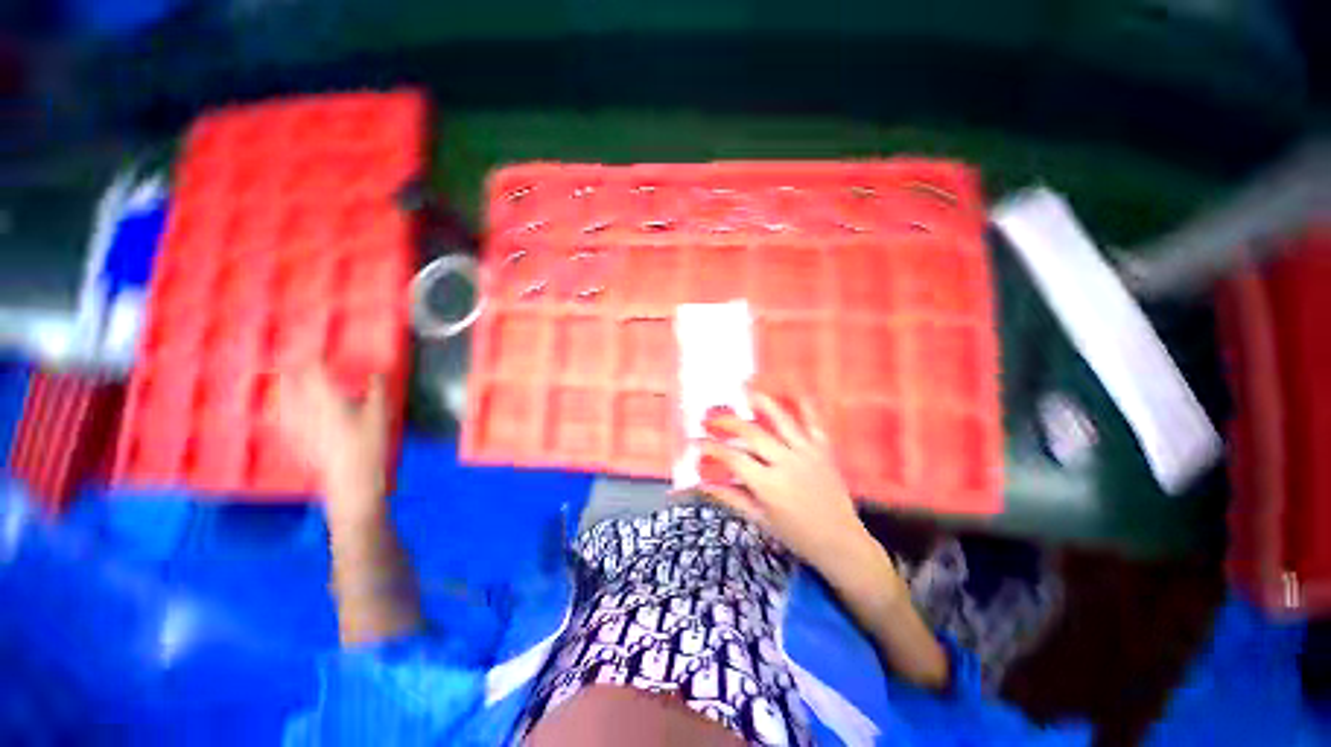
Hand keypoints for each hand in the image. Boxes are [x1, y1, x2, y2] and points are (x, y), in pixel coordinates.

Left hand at [269, 362, 389, 528]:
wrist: (350, 481)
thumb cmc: (368, 445)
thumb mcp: (380, 415)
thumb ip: (377, 391)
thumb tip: (377, 373)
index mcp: (326, 399)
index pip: (312, 371)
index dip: (311, 356)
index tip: (314, 347)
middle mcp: (305, 408)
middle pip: (291, 382)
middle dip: (292, 368)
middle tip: (296, 359)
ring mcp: (296, 425)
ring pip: (283, 398)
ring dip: (284, 385)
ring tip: (287, 378)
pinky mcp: (295, 440)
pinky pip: (282, 415)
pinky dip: (283, 405)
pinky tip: (285, 407)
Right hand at [696, 392, 874, 574]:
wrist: (841, 542)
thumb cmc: (796, 534)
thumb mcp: (760, 519)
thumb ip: (731, 497)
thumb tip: (702, 483)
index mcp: (768, 485)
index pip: (733, 458)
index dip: (711, 447)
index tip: (696, 442)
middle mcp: (786, 463)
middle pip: (752, 433)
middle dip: (727, 422)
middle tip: (711, 418)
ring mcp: (807, 452)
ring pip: (781, 419)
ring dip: (760, 402)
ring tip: (744, 391)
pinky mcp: (823, 449)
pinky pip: (813, 421)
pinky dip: (803, 405)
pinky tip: (790, 393)